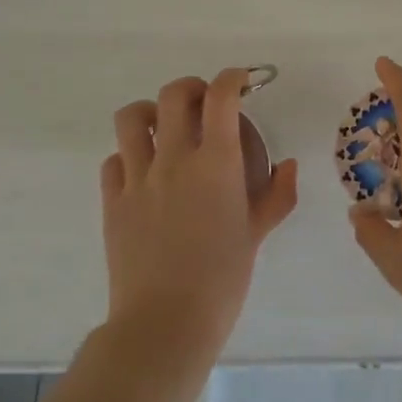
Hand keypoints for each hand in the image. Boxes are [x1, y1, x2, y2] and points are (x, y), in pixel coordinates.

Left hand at [100, 68, 298, 359]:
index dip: (232, 78)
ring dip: (150, 113)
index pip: (221, 97)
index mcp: (216, 162)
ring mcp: (137, 177)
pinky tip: (142, 173)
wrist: (165, 323)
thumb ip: (276, 195)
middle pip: (173, 94)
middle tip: (203, 104)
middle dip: (192, 88)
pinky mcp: (112, 201)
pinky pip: (113, 160)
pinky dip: (128, 156)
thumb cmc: (222, 279)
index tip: (240, 81)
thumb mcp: (256, 235)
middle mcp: (174, 158)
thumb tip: (289, 165)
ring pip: (131, 117)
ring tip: (162, 128)